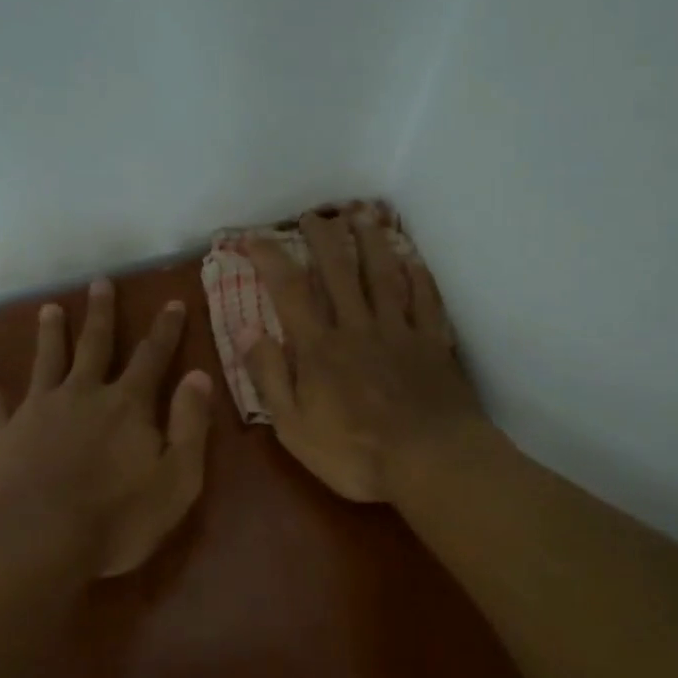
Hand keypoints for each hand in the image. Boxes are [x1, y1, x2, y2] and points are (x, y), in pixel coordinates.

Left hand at [0, 279, 213, 576]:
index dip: (165, 329)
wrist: (38, 542)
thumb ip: (190, 425)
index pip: (152, 357)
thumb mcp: (177, 479)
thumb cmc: (117, 519)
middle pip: (95, 345)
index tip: (172, 301)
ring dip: (50, 333)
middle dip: (102, 314)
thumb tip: (199, 375)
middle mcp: (82, 393)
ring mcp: (38, 409)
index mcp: (127, 405)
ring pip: (46, 360)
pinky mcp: (2, 433)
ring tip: (49, 308)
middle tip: (101, 283)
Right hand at [242, 209, 484, 503]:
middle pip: (338, 271)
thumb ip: (269, 376)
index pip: (288, 291)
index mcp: (318, 348)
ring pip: (383, 275)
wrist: (431, 462)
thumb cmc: (355, 453)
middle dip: (322, 238)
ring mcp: (399, 332)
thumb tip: (244, 330)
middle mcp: (357, 327)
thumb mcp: (293, 427)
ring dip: (370, 242)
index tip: (252, 237)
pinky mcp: (433, 343)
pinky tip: (413, 259)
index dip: (269, 259)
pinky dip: (418, 276)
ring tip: (362, 215)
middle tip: (313, 215)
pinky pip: (425, 300)